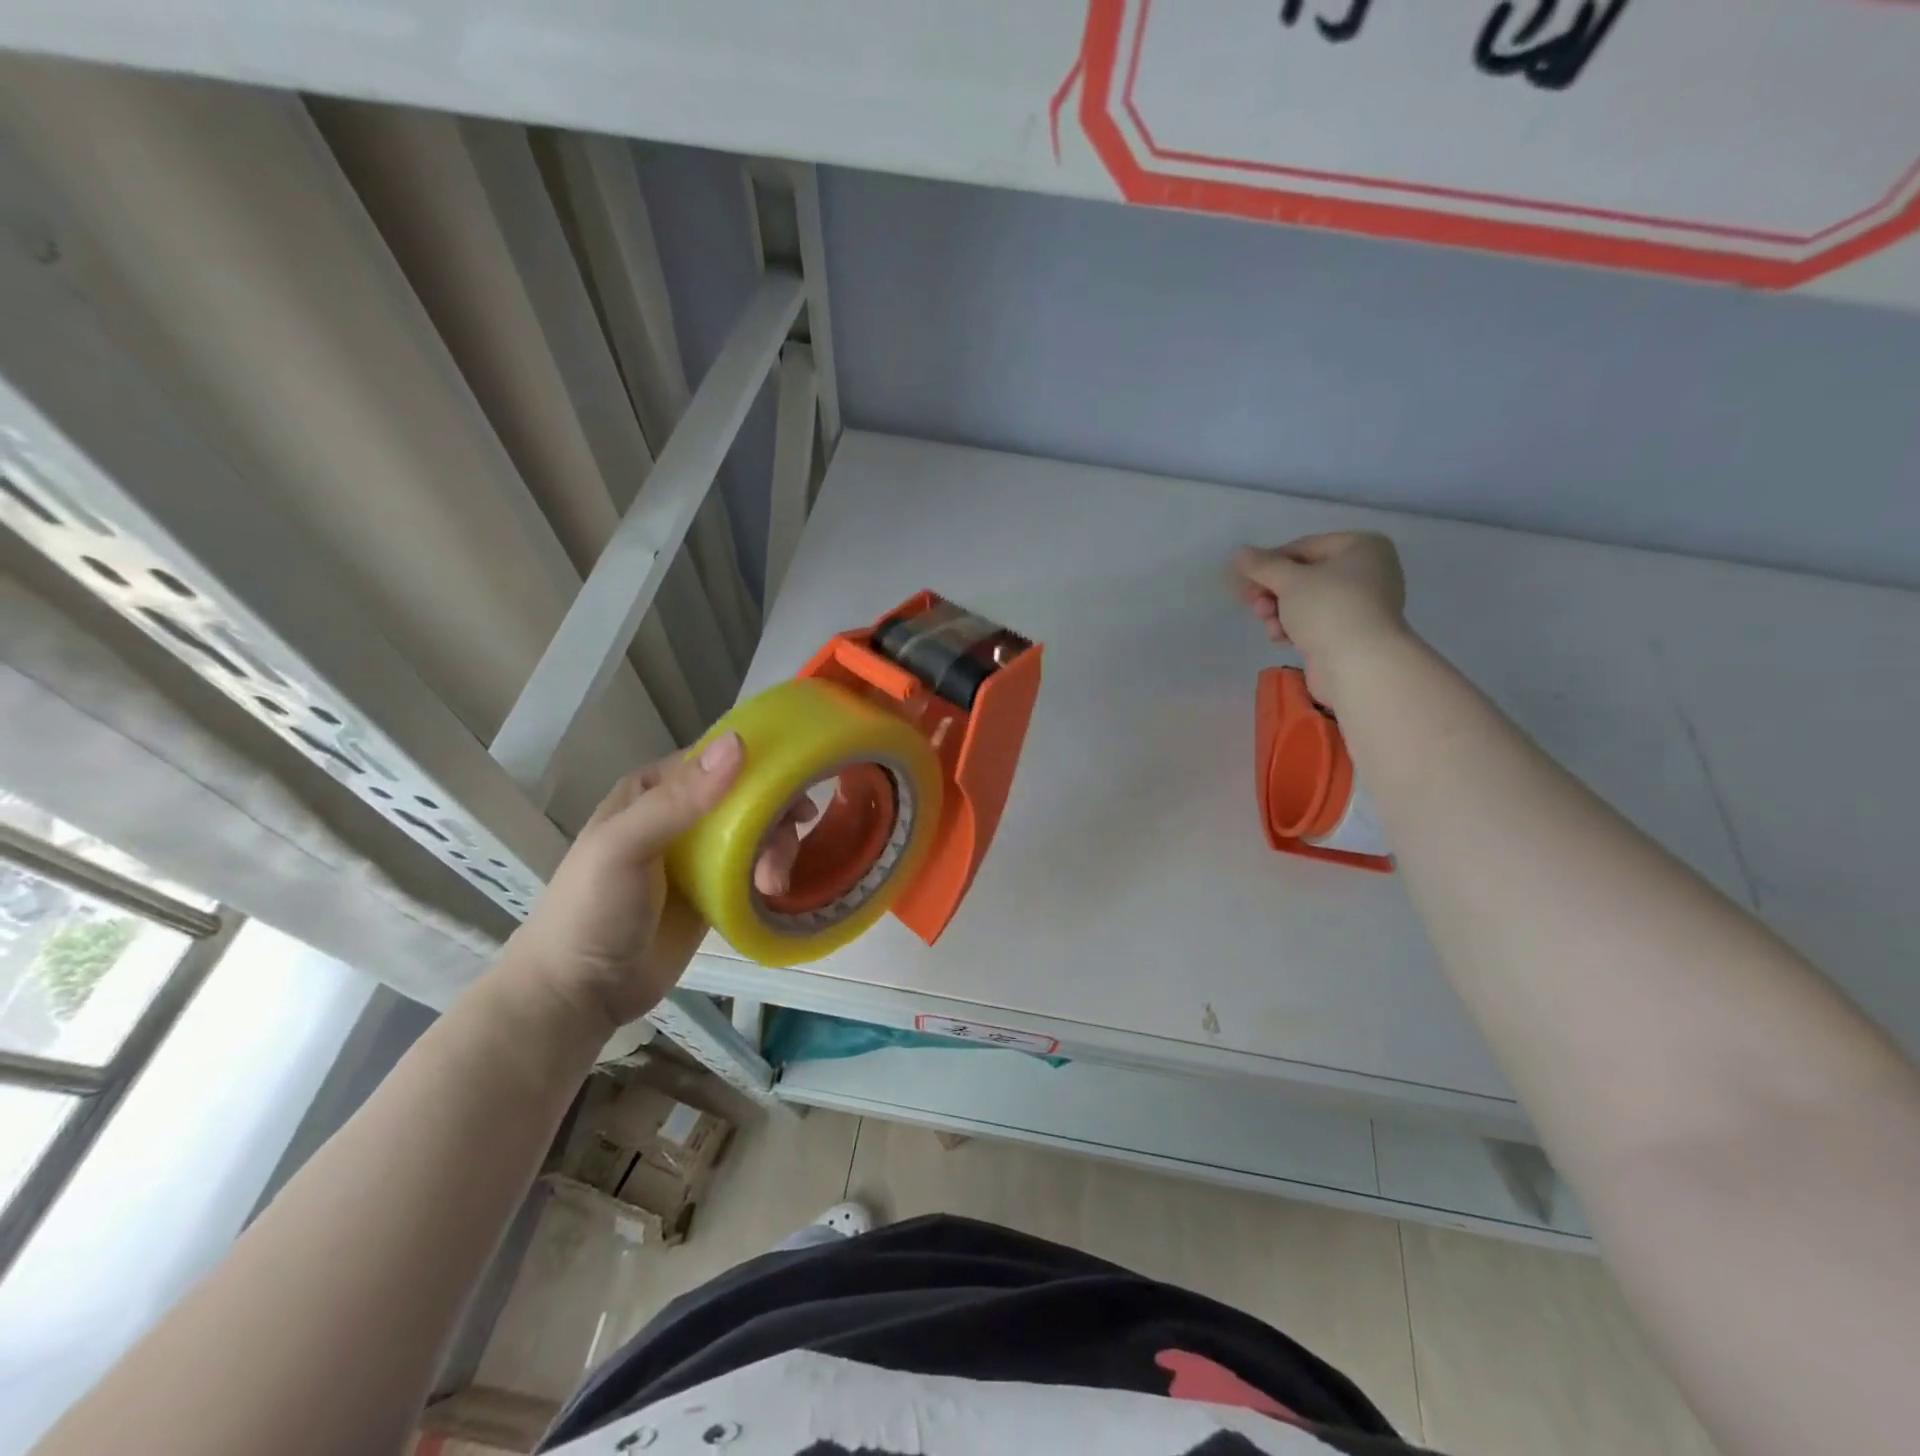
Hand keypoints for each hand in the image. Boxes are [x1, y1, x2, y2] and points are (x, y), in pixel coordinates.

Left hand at [502, 733, 811, 1034]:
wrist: (580, 994)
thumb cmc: (592, 910)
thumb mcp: (626, 846)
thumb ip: (679, 799)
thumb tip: (738, 744)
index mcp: (652, 790)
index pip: (715, 760)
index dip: (758, 763)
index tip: (798, 778)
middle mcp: (679, 816)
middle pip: (746, 796)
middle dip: (775, 813)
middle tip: (791, 838)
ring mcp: (699, 857)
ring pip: (757, 833)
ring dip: (777, 848)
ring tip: (772, 883)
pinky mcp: (716, 893)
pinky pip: (755, 869)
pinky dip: (772, 873)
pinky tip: (773, 891)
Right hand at [1232, 532, 1408, 705]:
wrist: (1359, 664)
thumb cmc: (1328, 609)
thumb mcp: (1289, 581)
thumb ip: (1262, 565)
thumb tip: (1239, 553)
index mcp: (1362, 546)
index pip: (1303, 547)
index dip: (1269, 563)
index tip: (1244, 580)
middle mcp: (1367, 571)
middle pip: (1304, 576)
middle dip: (1273, 592)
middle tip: (1252, 604)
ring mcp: (1361, 604)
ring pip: (1307, 601)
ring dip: (1279, 612)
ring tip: (1268, 625)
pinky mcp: (1351, 632)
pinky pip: (1316, 622)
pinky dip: (1294, 628)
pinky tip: (1281, 639)